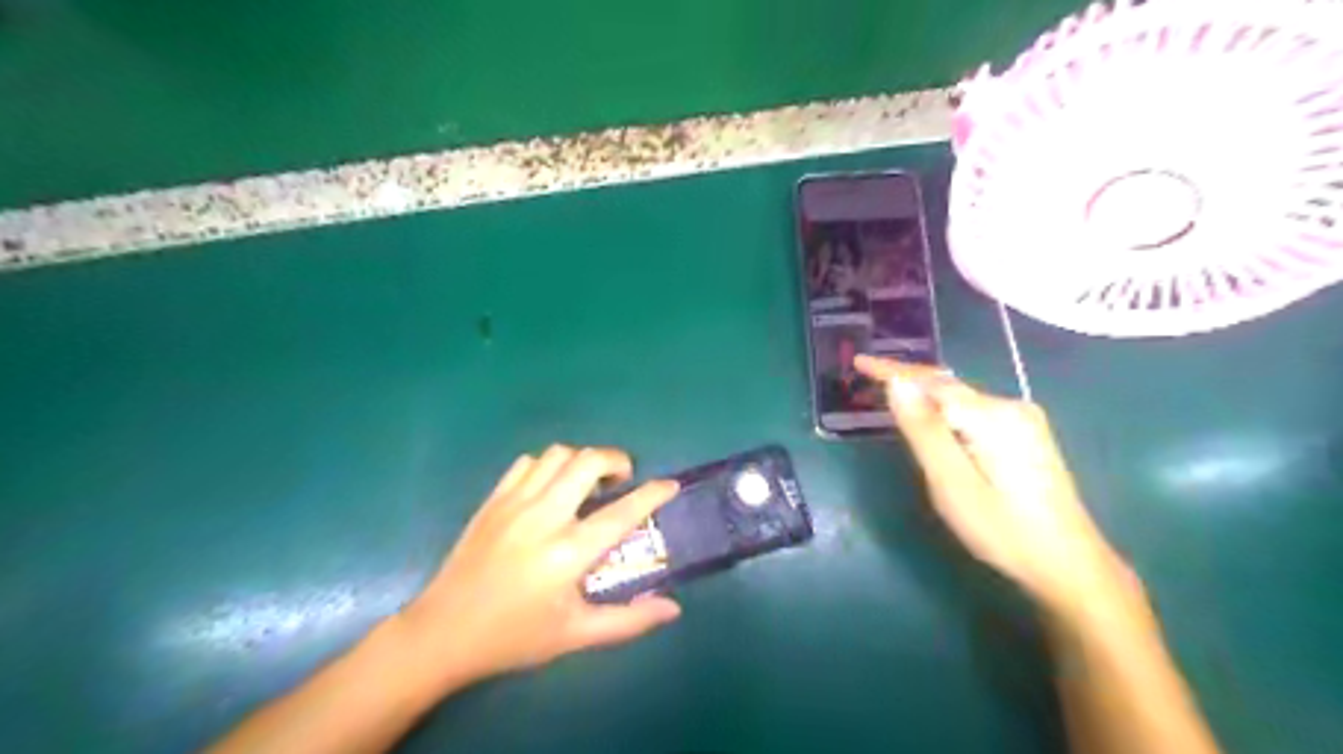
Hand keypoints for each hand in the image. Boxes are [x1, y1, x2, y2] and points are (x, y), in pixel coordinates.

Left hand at [395, 443, 675, 684]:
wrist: (442, 633)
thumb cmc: (513, 637)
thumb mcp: (574, 635)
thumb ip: (628, 621)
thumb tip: (673, 609)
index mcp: (568, 553)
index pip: (623, 511)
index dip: (653, 493)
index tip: (670, 485)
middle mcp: (544, 517)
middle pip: (588, 462)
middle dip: (616, 460)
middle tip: (623, 480)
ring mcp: (514, 504)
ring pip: (558, 455)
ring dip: (582, 460)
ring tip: (588, 482)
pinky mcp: (493, 500)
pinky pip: (527, 463)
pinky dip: (548, 466)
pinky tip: (551, 488)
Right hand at [854, 353, 1123, 612]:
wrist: (1069, 564)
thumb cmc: (1002, 529)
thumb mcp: (952, 484)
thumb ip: (924, 431)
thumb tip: (898, 384)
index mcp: (992, 416)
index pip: (931, 381)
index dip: (891, 369)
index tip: (859, 361)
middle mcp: (1010, 406)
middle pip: (947, 385)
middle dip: (907, 380)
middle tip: (867, 377)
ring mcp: (1024, 419)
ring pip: (960, 398)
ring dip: (925, 396)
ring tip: (892, 398)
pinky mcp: (1027, 434)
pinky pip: (973, 410)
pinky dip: (945, 410)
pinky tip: (934, 422)